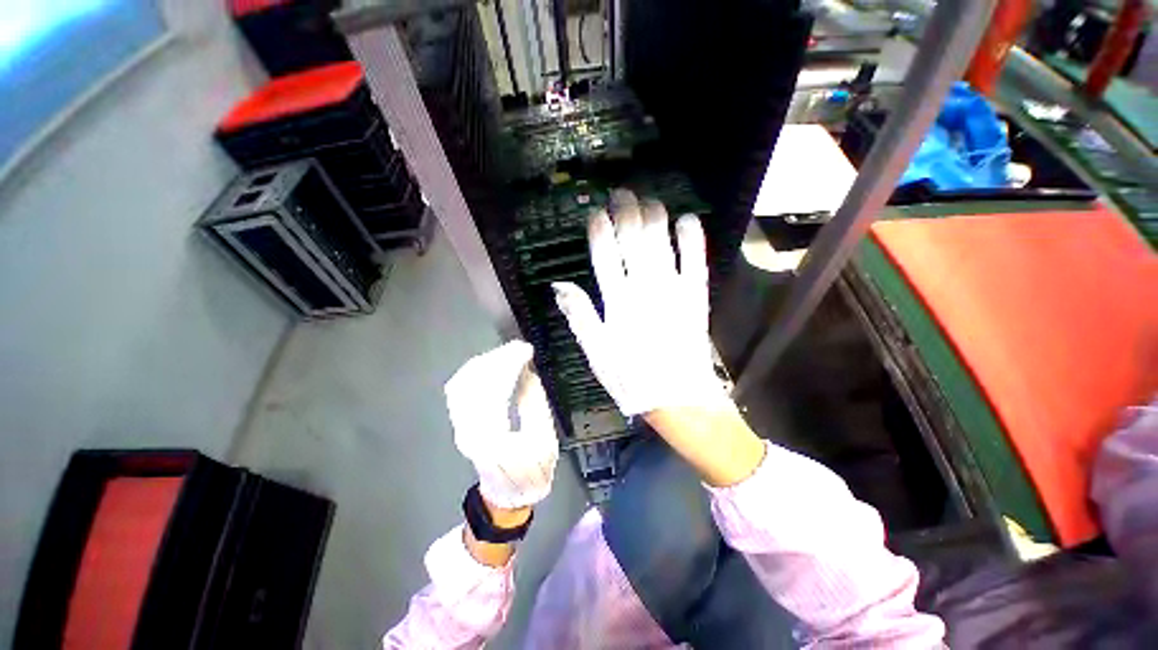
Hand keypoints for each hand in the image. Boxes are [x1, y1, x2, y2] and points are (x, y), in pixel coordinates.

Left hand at [445, 340, 558, 508]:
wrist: (507, 495)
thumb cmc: (531, 473)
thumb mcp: (544, 439)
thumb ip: (535, 403)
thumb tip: (527, 371)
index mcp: (492, 439)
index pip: (495, 390)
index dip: (510, 365)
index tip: (526, 351)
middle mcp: (468, 430)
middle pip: (475, 382)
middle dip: (498, 359)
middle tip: (520, 348)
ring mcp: (460, 426)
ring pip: (464, 382)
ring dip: (486, 363)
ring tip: (508, 353)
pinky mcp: (460, 422)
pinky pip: (461, 388)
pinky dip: (476, 371)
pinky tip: (490, 363)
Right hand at [552, 190, 727, 416]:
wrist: (679, 397)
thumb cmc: (632, 377)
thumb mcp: (596, 352)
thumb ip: (579, 316)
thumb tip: (559, 285)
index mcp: (617, 302)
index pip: (604, 255)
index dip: (599, 230)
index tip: (596, 213)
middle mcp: (643, 288)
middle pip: (633, 240)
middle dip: (626, 212)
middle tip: (622, 193)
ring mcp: (673, 290)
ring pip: (662, 243)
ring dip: (655, 217)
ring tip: (649, 199)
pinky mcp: (696, 296)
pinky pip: (695, 260)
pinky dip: (692, 238)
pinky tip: (687, 220)